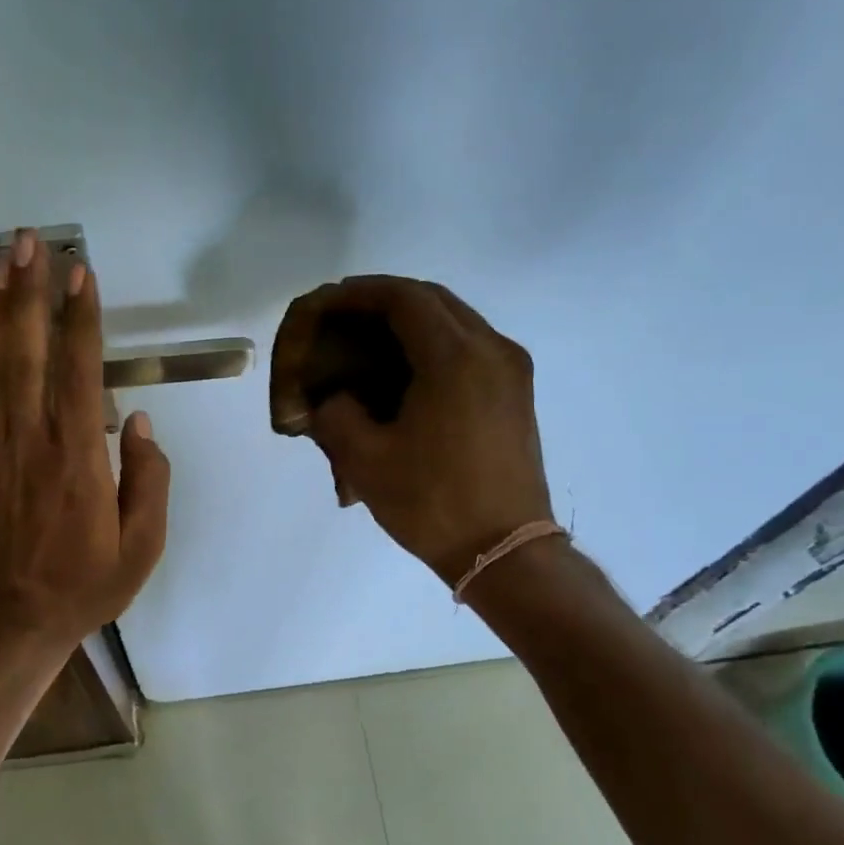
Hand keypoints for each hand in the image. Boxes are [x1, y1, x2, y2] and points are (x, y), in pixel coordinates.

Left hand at [0, 230, 170, 650]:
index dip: (80, 318)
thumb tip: (139, 421)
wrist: (16, 617)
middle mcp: (32, 439)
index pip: (79, 372)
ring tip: (2, 258)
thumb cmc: (88, 583)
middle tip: (28, 241)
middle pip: (27, 352)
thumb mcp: (143, 545)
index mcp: (78, 458)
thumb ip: (149, 480)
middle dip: (28, 292)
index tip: (80, 272)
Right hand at [270, 275, 552, 583]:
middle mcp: (491, 349)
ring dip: (410, 320)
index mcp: (455, 358)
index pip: (403, 298)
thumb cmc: (432, 503)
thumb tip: (333, 398)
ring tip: (368, 340)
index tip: (327, 301)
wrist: (504, 551)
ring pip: (455, 319)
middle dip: (384, 300)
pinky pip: (469, 345)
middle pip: (433, 299)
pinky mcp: (515, 392)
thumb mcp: (364, 460)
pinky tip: (404, 369)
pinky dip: (432, 342)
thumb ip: (336, 414)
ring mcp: (511, 370)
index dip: (360, 292)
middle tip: (343, 317)